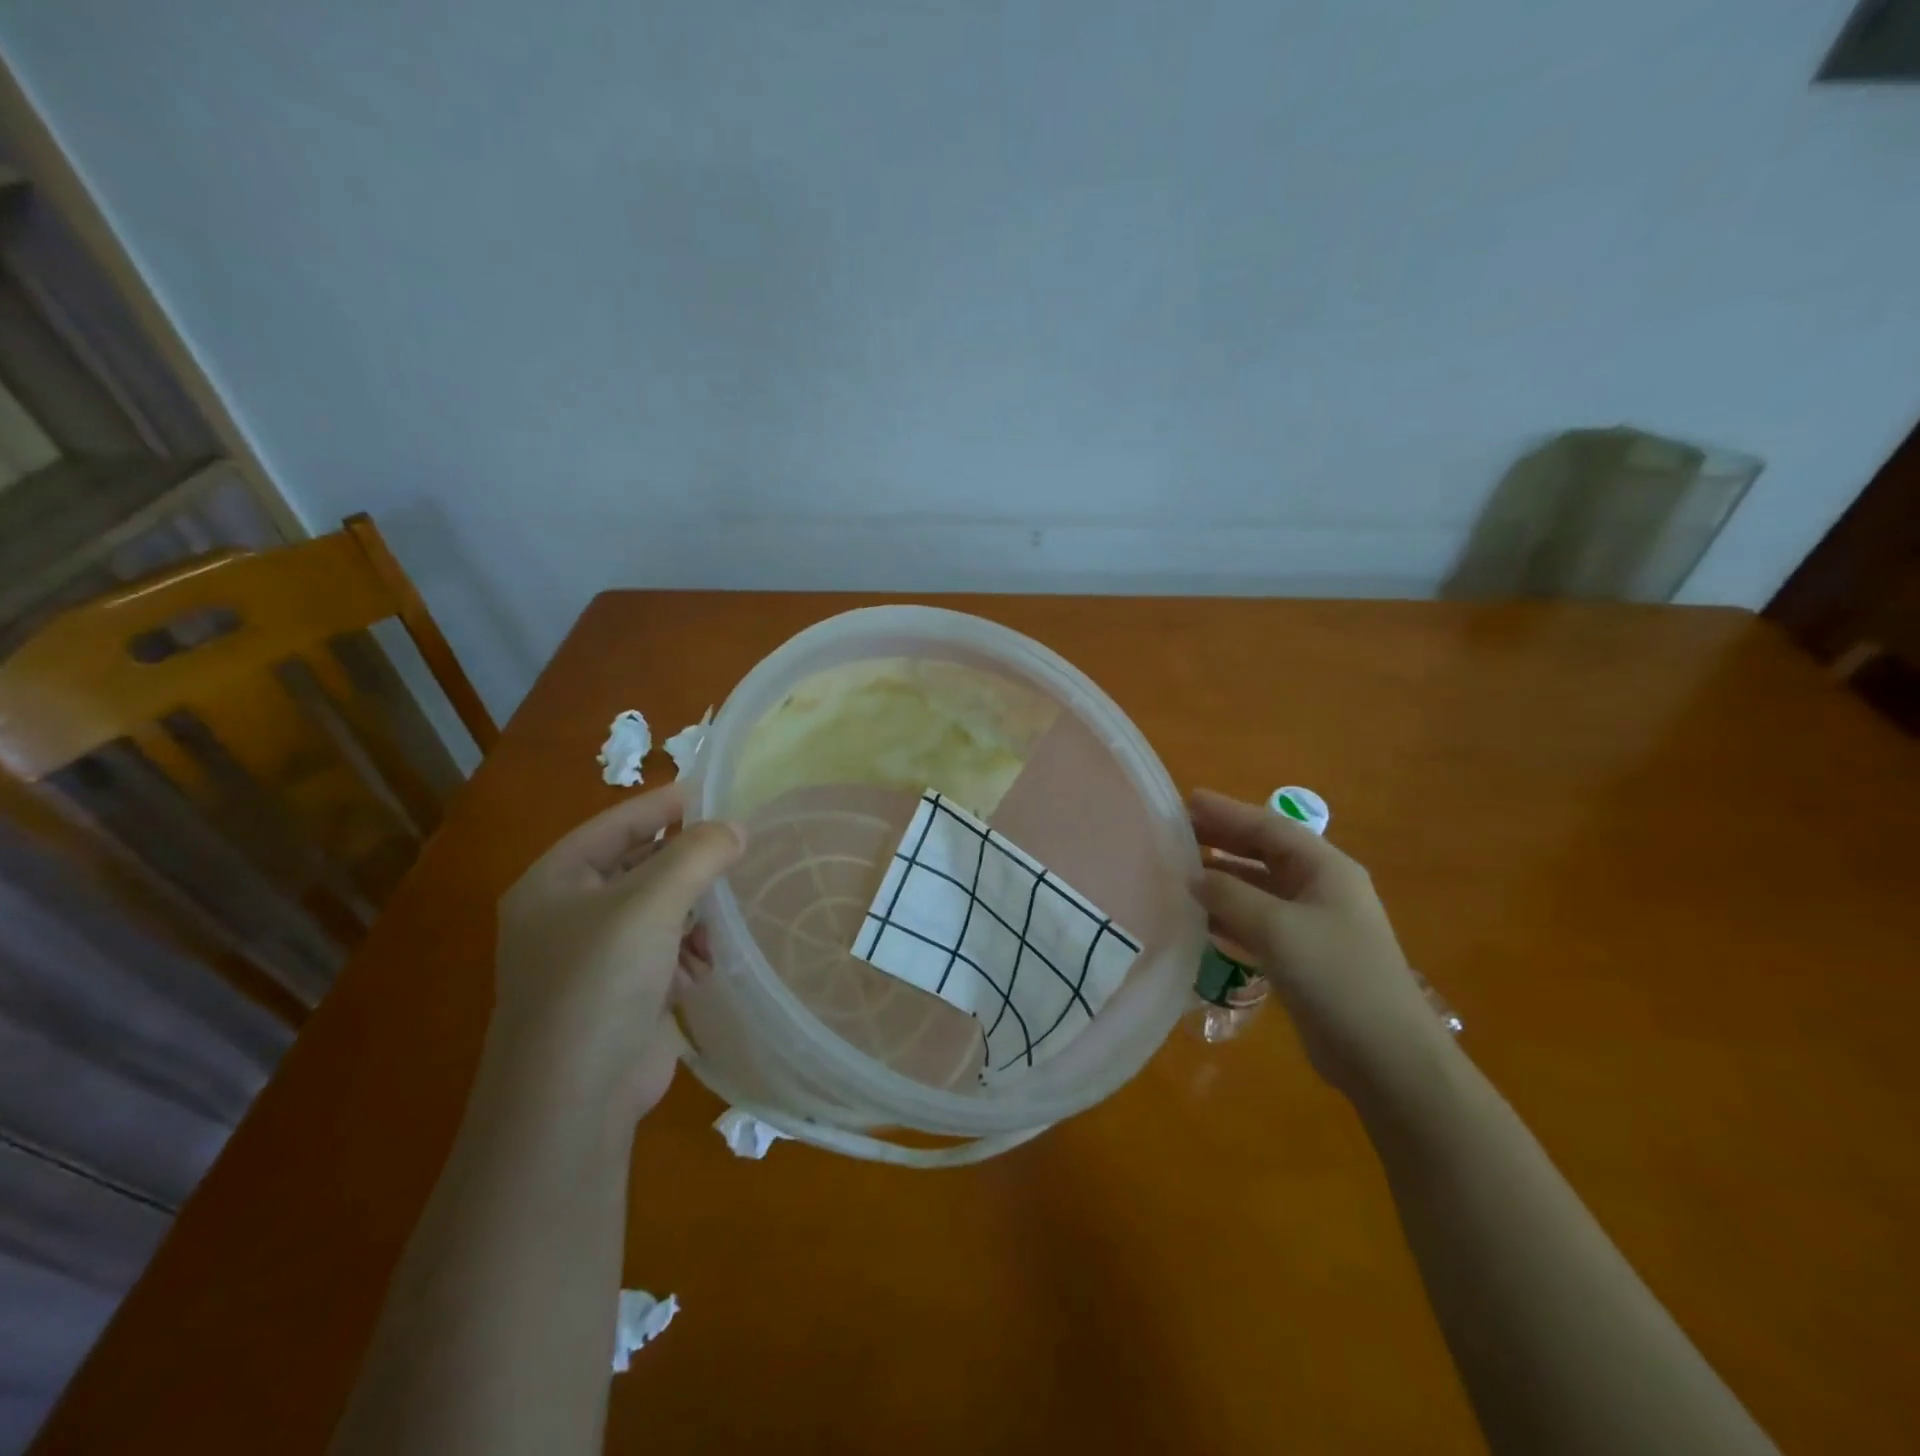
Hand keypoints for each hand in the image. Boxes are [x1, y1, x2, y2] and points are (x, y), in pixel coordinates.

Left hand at [492, 783, 743, 1122]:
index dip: (664, 806)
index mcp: (554, 883)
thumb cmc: (600, 982)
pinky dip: (688, 954)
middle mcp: (568, 915)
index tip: (715, 793)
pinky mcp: (622, 994)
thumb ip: (696, 855)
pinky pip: (665, 951)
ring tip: (717, 925)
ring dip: (693, 915)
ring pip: (659, 911)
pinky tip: (701, 970)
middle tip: (735, 853)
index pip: (615, 824)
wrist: (574, 1101)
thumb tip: (735, 829)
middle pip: (640, 867)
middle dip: (686, 866)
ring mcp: (594, 958)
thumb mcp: (650, 904)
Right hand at [1190, 788, 1446, 1098]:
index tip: (1185, 801)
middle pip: (1264, 853)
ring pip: (1259, 889)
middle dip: (1222, 840)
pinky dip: (1229, 916)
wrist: (1386, 1057)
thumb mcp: (1277, 928)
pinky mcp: (1304, 957)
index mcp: (1326, 869)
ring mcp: (1314, 925)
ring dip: (1222, 879)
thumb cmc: (1336, 977)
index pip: (1269, 826)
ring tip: (1179, 871)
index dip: (1227, 812)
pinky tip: (1199, 920)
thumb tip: (1193, 877)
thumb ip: (1230, 896)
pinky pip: (1259, 922)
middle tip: (1176, 832)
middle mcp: (1321, 889)